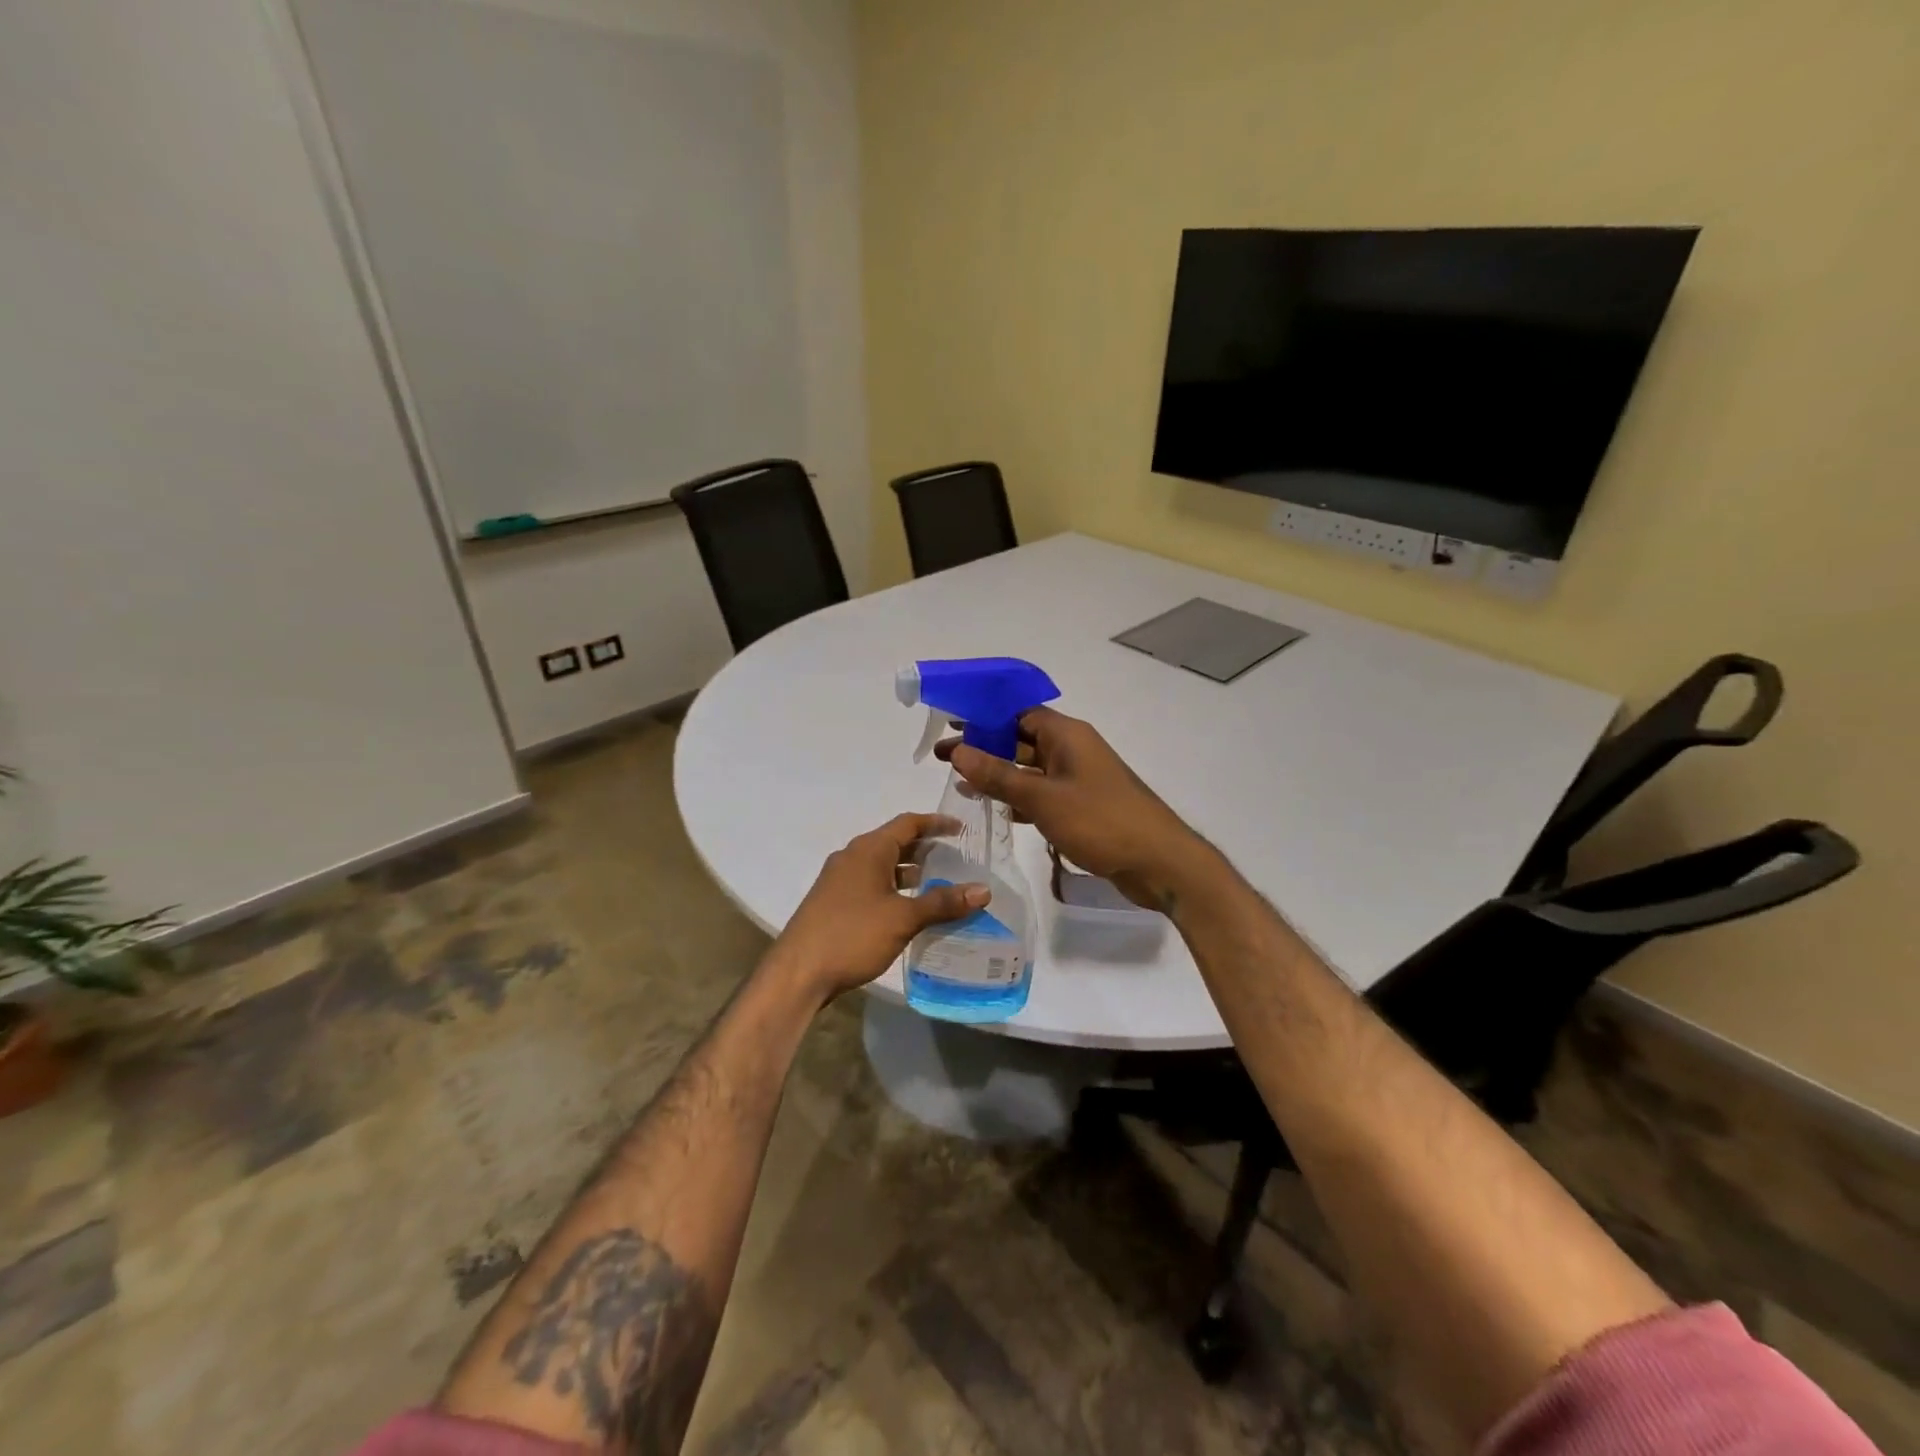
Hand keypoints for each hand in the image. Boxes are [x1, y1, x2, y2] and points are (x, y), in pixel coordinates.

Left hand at [765, 813, 988, 1006]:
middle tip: (959, 858)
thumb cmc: (852, 935)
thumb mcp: (903, 918)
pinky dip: (895, 889)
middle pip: (895, 842)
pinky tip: (911, 910)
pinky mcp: (835, 902)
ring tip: (942, 885)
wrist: (798, 973)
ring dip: (910, 872)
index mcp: (868, 850)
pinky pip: (872, 884)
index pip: (908, 823)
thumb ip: (943, 902)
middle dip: (926, 849)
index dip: (936, 823)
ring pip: (883, 866)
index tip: (962, 830)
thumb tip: (984, 890)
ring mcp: (840, 880)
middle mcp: (852, 857)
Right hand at [941, 707, 1209, 909]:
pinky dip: (1021, 799)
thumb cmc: (1101, 821)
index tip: (950, 725)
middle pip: (1021, 740)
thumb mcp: (1043, 798)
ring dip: (1000, 775)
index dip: (983, 716)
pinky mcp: (1084, 806)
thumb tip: (959, 750)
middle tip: (943, 759)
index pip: (1018, 713)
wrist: (1160, 862)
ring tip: (962, 785)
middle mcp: (1073, 749)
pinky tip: (999, 811)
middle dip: (984, 748)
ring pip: (1031, 769)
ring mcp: (1080, 779)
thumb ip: (998, 775)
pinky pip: (1044, 794)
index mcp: (1067, 735)